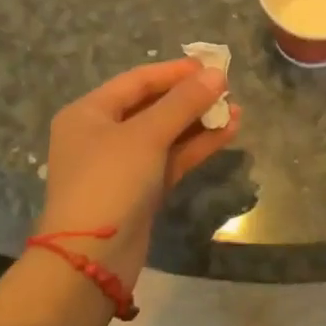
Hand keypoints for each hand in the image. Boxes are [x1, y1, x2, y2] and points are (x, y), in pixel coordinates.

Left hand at [35, 58, 239, 289]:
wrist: (92, 260)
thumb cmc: (110, 182)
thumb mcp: (146, 136)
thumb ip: (183, 103)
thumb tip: (217, 74)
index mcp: (89, 113)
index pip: (137, 81)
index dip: (175, 72)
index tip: (212, 65)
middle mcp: (102, 134)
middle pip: (152, 106)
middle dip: (191, 98)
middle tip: (227, 89)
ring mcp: (122, 165)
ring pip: (166, 134)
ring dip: (199, 122)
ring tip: (236, 111)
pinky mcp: (140, 190)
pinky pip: (171, 159)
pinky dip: (196, 146)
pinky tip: (227, 133)